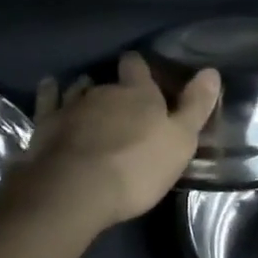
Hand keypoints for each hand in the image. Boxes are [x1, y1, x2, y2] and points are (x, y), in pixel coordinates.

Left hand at [24, 52, 219, 231]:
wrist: (75, 190)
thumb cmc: (136, 167)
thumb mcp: (180, 141)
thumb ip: (196, 106)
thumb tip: (212, 71)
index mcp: (138, 93)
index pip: (137, 66)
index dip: (139, 67)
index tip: (141, 70)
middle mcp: (104, 90)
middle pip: (109, 81)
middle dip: (113, 88)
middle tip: (118, 102)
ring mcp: (71, 106)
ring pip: (78, 88)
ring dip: (83, 90)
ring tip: (85, 94)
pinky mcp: (45, 126)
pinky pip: (47, 100)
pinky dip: (49, 93)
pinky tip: (49, 87)